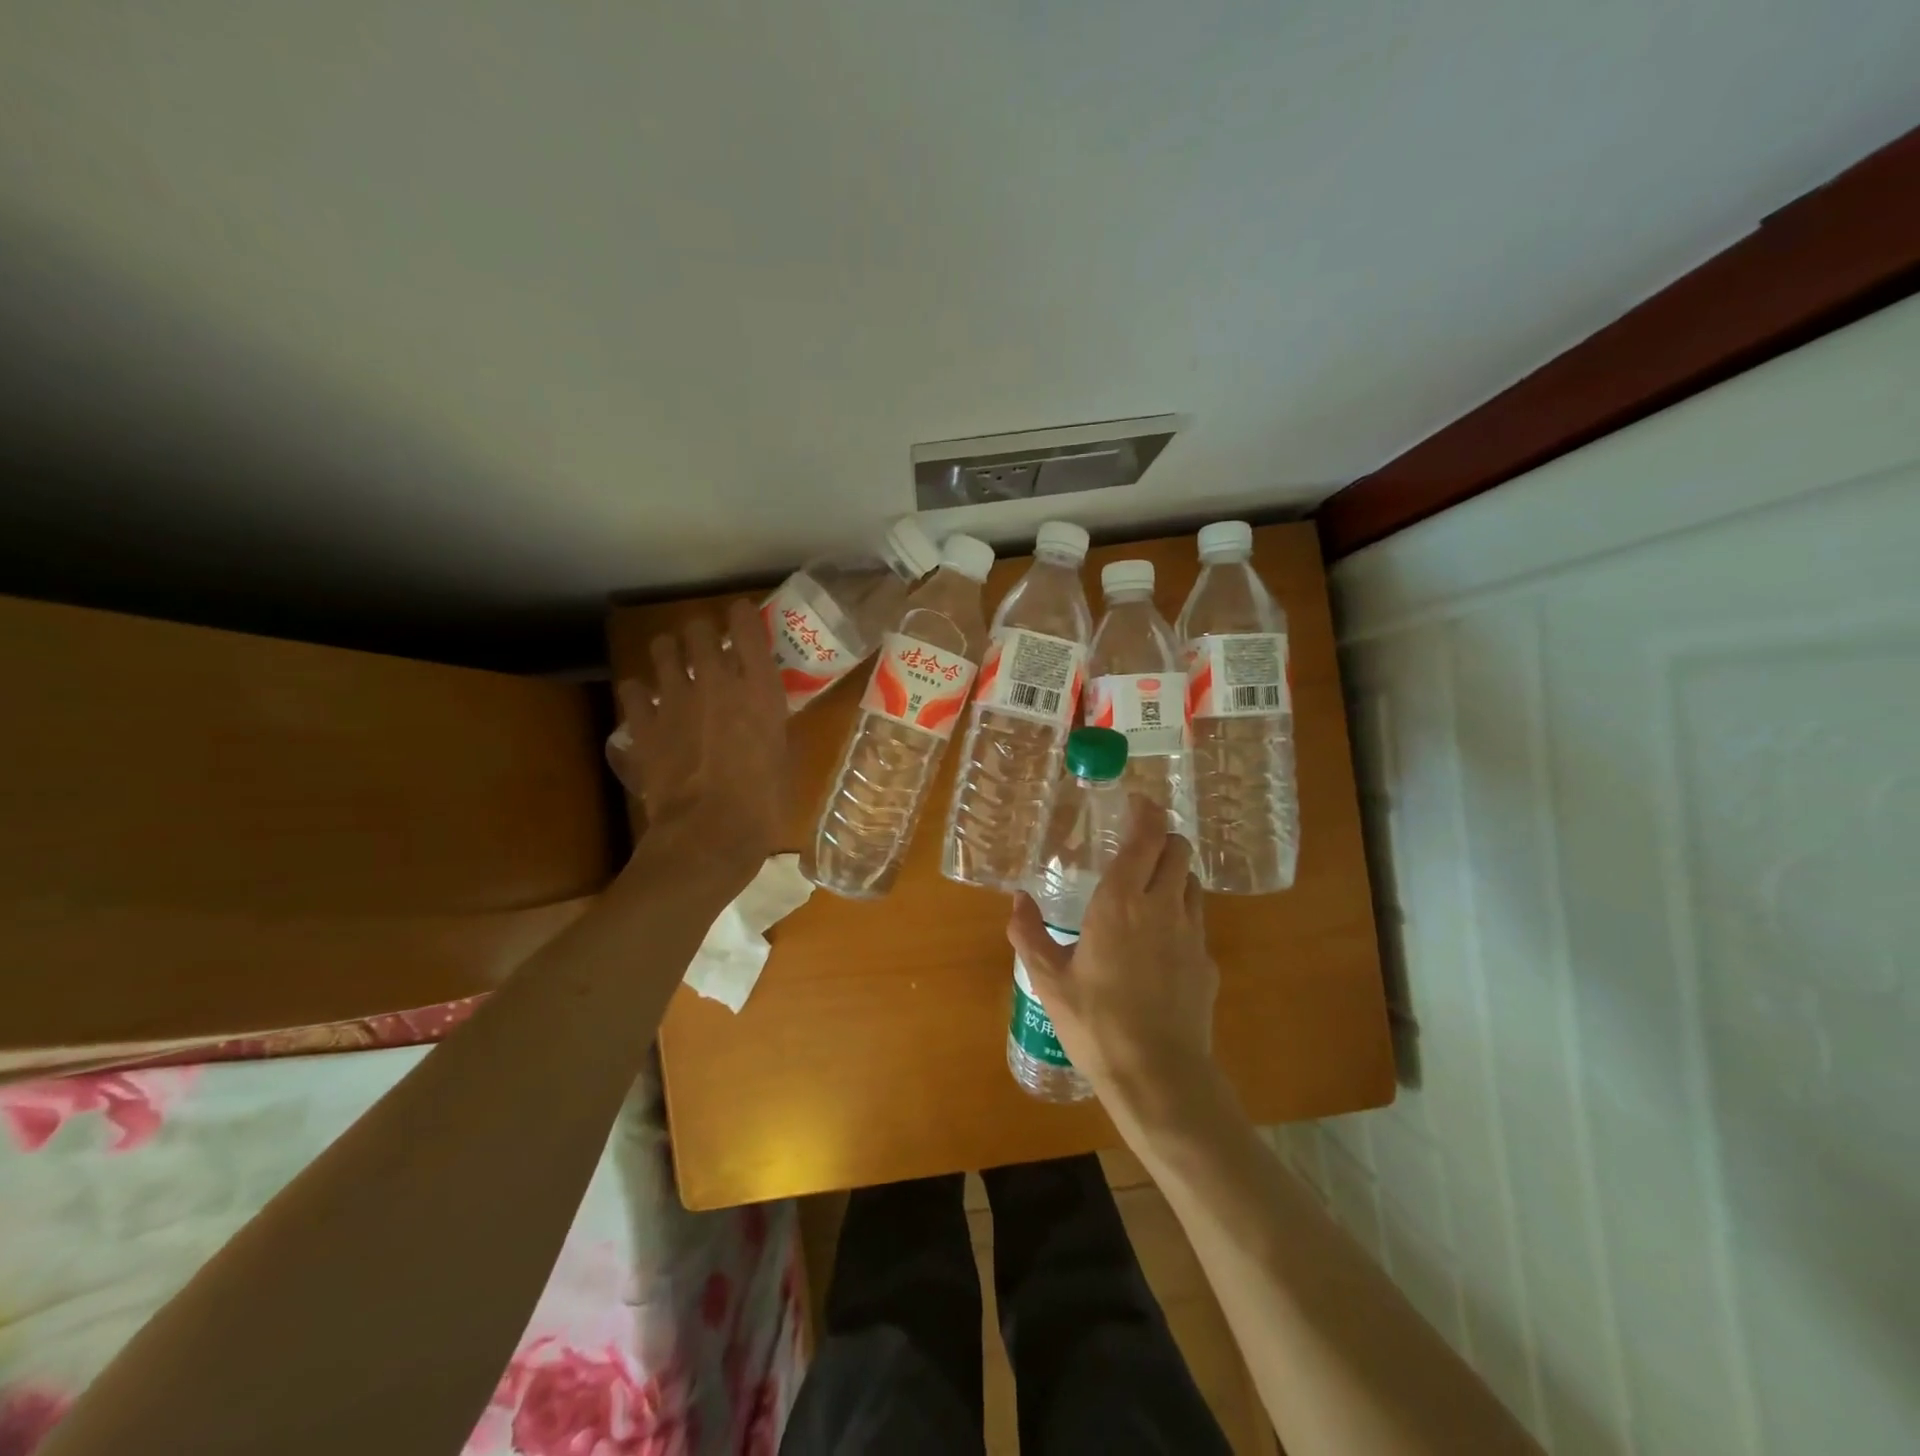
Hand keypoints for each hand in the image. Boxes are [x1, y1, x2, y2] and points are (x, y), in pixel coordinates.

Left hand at [610, 599, 788, 888]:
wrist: (710, 834)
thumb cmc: (762, 802)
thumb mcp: (782, 756)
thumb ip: (770, 724)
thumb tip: (761, 716)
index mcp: (759, 688)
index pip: (746, 625)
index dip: (741, 615)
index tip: (740, 617)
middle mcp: (716, 681)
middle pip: (698, 628)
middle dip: (702, 632)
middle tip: (706, 649)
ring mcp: (675, 699)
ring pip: (662, 648)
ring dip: (670, 654)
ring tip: (675, 668)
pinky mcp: (644, 724)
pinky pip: (632, 689)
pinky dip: (640, 693)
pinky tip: (648, 706)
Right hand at [1007, 796, 1220, 1128]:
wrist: (1159, 1076)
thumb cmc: (1096, 1023)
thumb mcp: (1049, 980)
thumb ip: (1029, 934)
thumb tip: (1017, 900)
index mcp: (1121, 902)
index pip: (1147, 836)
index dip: (1146, 811)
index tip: (1136, 801)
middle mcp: (1163, 906)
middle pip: (1179, 849)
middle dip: (1162, 837)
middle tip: (1138, 845)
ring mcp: (1192, 934)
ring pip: (1192, 881)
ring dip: (1174, 873)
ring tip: (1149, 888)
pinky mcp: (1208, 962)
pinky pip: (1197, 920)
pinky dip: (1181, 913)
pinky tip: (1160, 943)